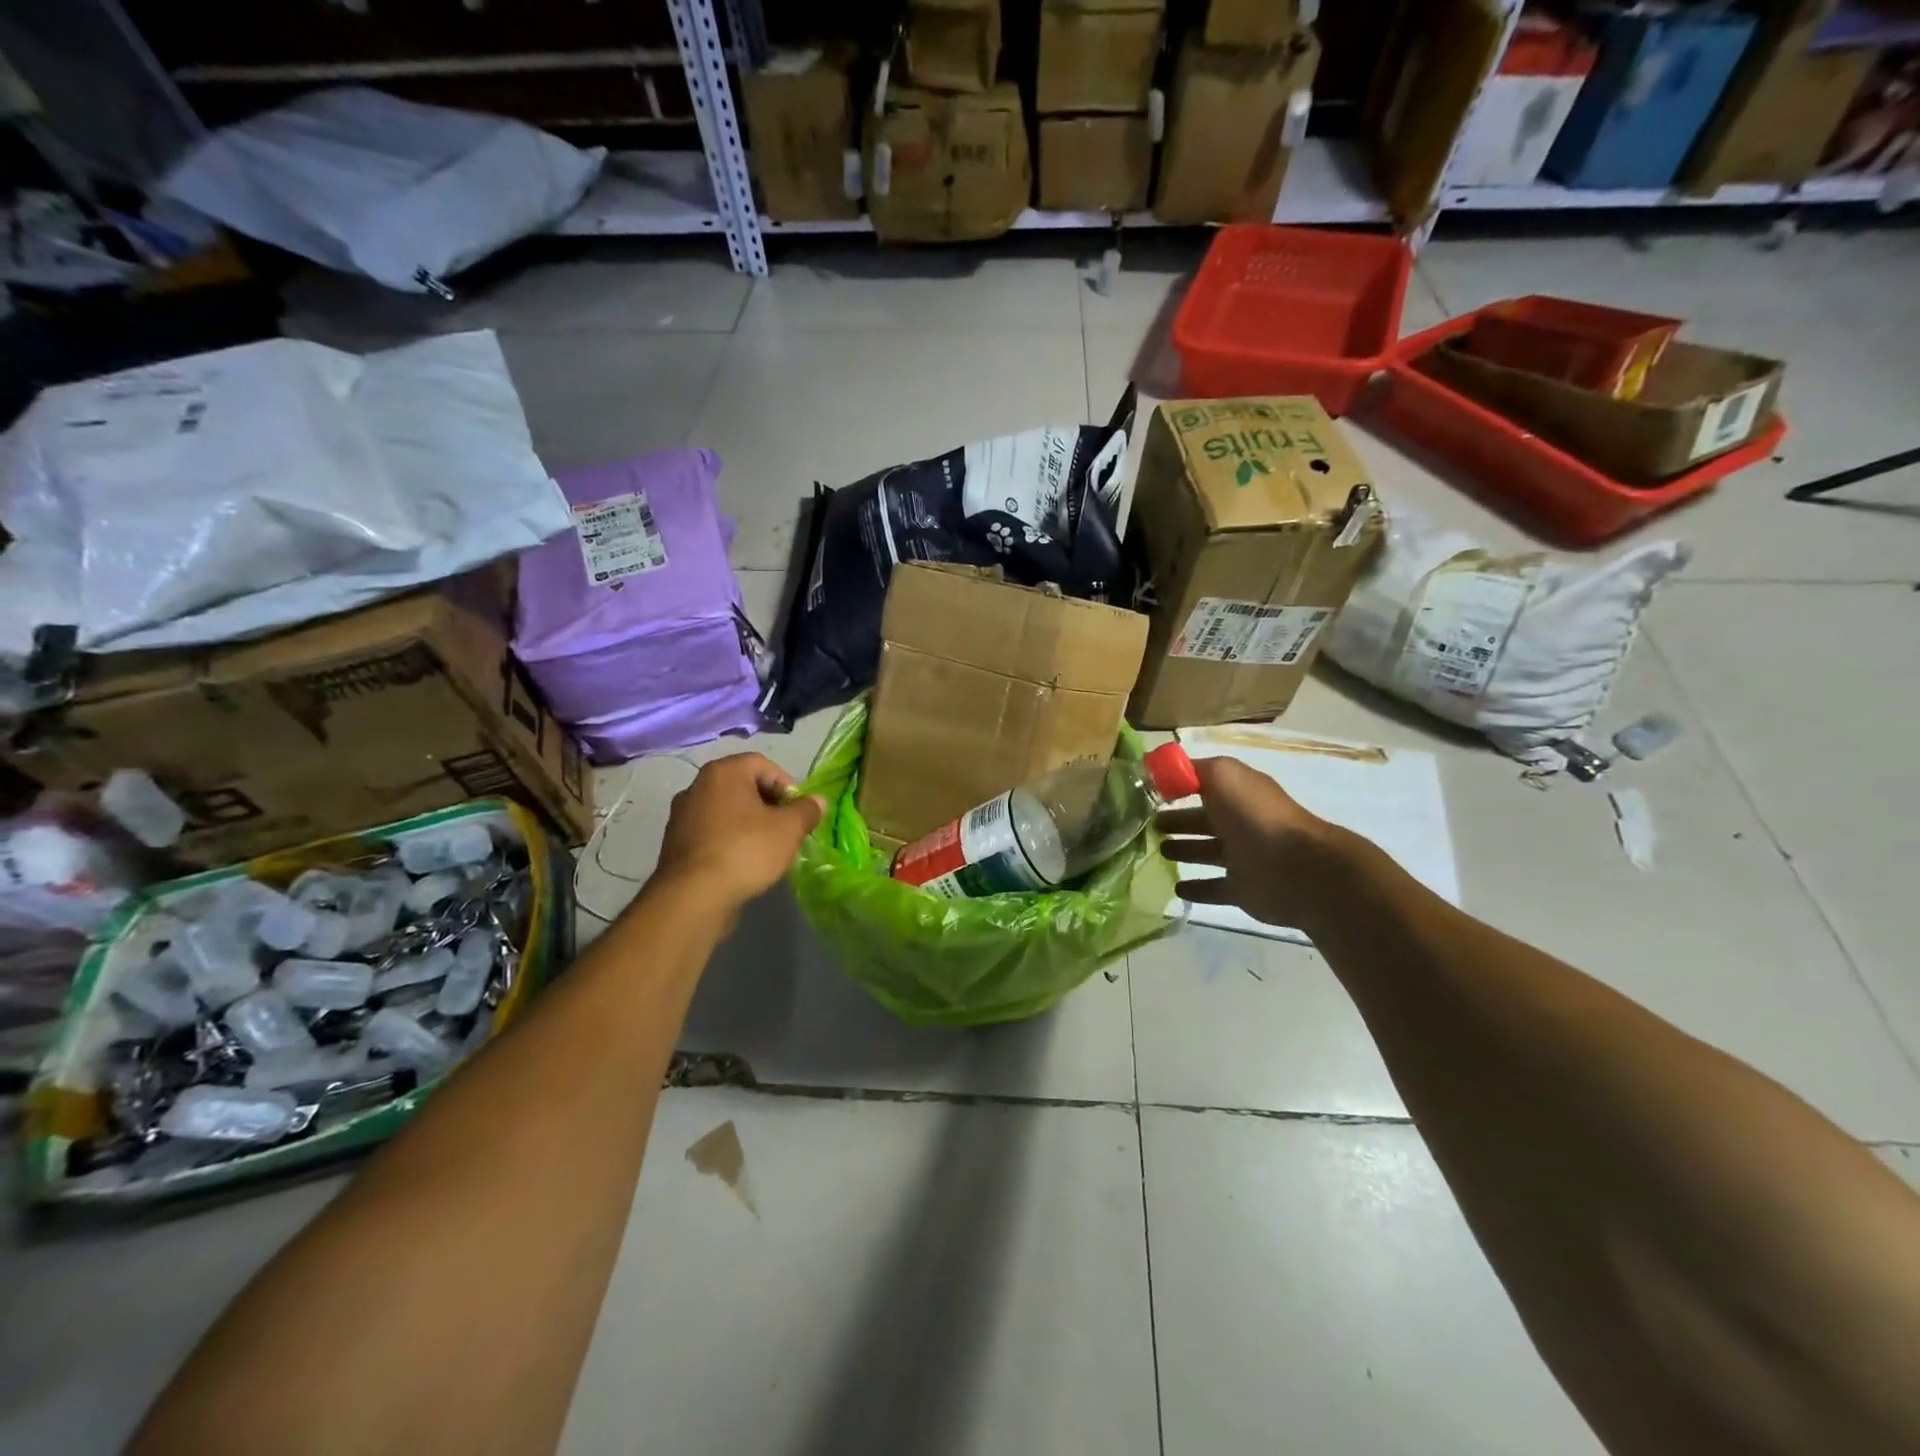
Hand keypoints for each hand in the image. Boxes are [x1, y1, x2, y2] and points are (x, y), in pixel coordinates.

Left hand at [654, 753, 825, 910]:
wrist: (693, 896)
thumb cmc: (745, 850)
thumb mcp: (788, 829)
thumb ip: (806, 810)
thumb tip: (818, 801)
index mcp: (723, 772)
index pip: (763, 764)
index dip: (787, 785)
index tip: (798, 811)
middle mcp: (697, 785)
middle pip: (743, 786)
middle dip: (769, 805)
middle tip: (786, 829)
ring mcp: (681, 815)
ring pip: (727, 811)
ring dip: (749, 824)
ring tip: (766, 849)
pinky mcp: (674, 842)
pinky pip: (711, 832)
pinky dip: (729, 840)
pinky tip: (742, 862)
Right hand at [1157, 757, 1341, 928]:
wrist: (1296, 869)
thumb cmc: (1255, 816)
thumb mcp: (1223, 775)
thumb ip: (1192, 770)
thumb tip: (1162, 771)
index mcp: (1236, 794)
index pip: (1200, 786)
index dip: (1175, 787)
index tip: (1144, 792)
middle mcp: (1239, 823)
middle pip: (1200, 820)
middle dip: (1176, 821)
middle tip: (1146, 825)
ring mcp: (1241, 858)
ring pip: (1204, 852)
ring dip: (1183, 850)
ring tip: (1156, 851)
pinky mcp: (1241, 890)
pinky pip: (1212, 888)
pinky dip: (1196, 888)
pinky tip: (1175, 887)